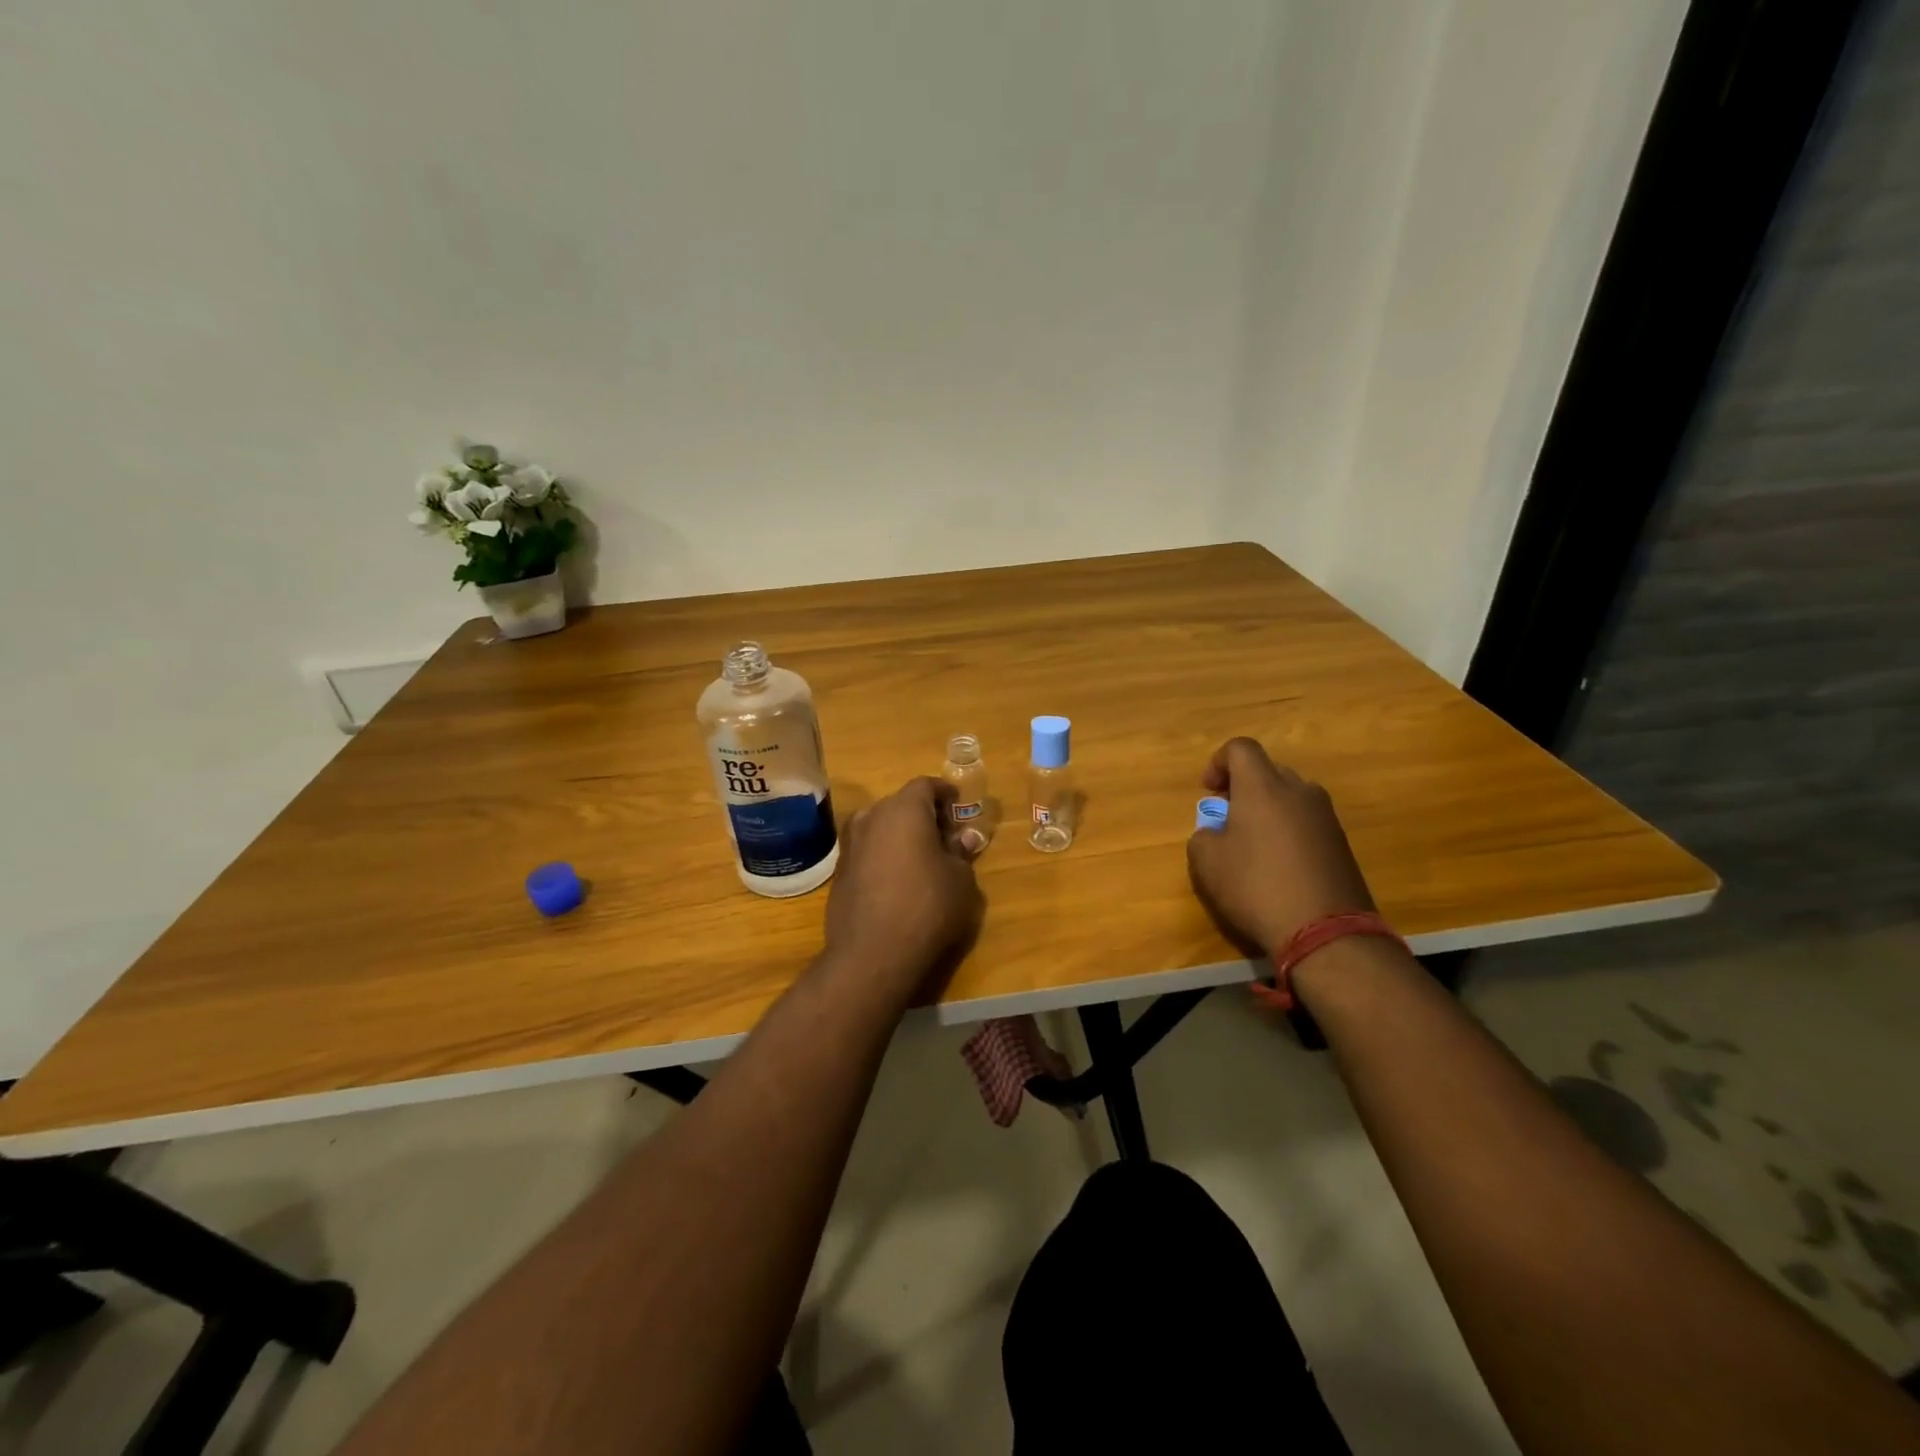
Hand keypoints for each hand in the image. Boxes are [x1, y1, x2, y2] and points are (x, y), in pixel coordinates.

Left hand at [824, 777, 983, 991]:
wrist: (872, 954)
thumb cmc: (928, 907)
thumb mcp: (960, 879)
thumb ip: (961, 853)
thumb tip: (965, 839)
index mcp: (904, 810)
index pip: (925, 785)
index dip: (944, 793)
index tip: (958, 806)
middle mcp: (872, 818)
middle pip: (901, 804)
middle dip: (923, 816)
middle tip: (945, 838)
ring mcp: (851, 845)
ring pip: (881, 827)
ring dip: (901, 836)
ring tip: (921, 860)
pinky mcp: (839, 872)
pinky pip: (868, 852)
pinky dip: (884, 856)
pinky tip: (898, 881)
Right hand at [1185, 738, 1375, 952]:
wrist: (1326, 931)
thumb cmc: (1256, 887)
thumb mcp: (1207, 863)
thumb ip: (1203, 836)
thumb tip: (1215, 833)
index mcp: (1264, 787)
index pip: (1240, 748)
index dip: (1218, 762)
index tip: (1209, 792)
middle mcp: (1299, 791)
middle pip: (1267, 771)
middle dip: (1243, 788)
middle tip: (1227, 820)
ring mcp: (1326, 817)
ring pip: (1290, 797)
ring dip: (1267, 811)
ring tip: (1252, 846)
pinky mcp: (1342, 843)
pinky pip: (1307, 823)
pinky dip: (1288, 832)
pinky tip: (1279, 867)